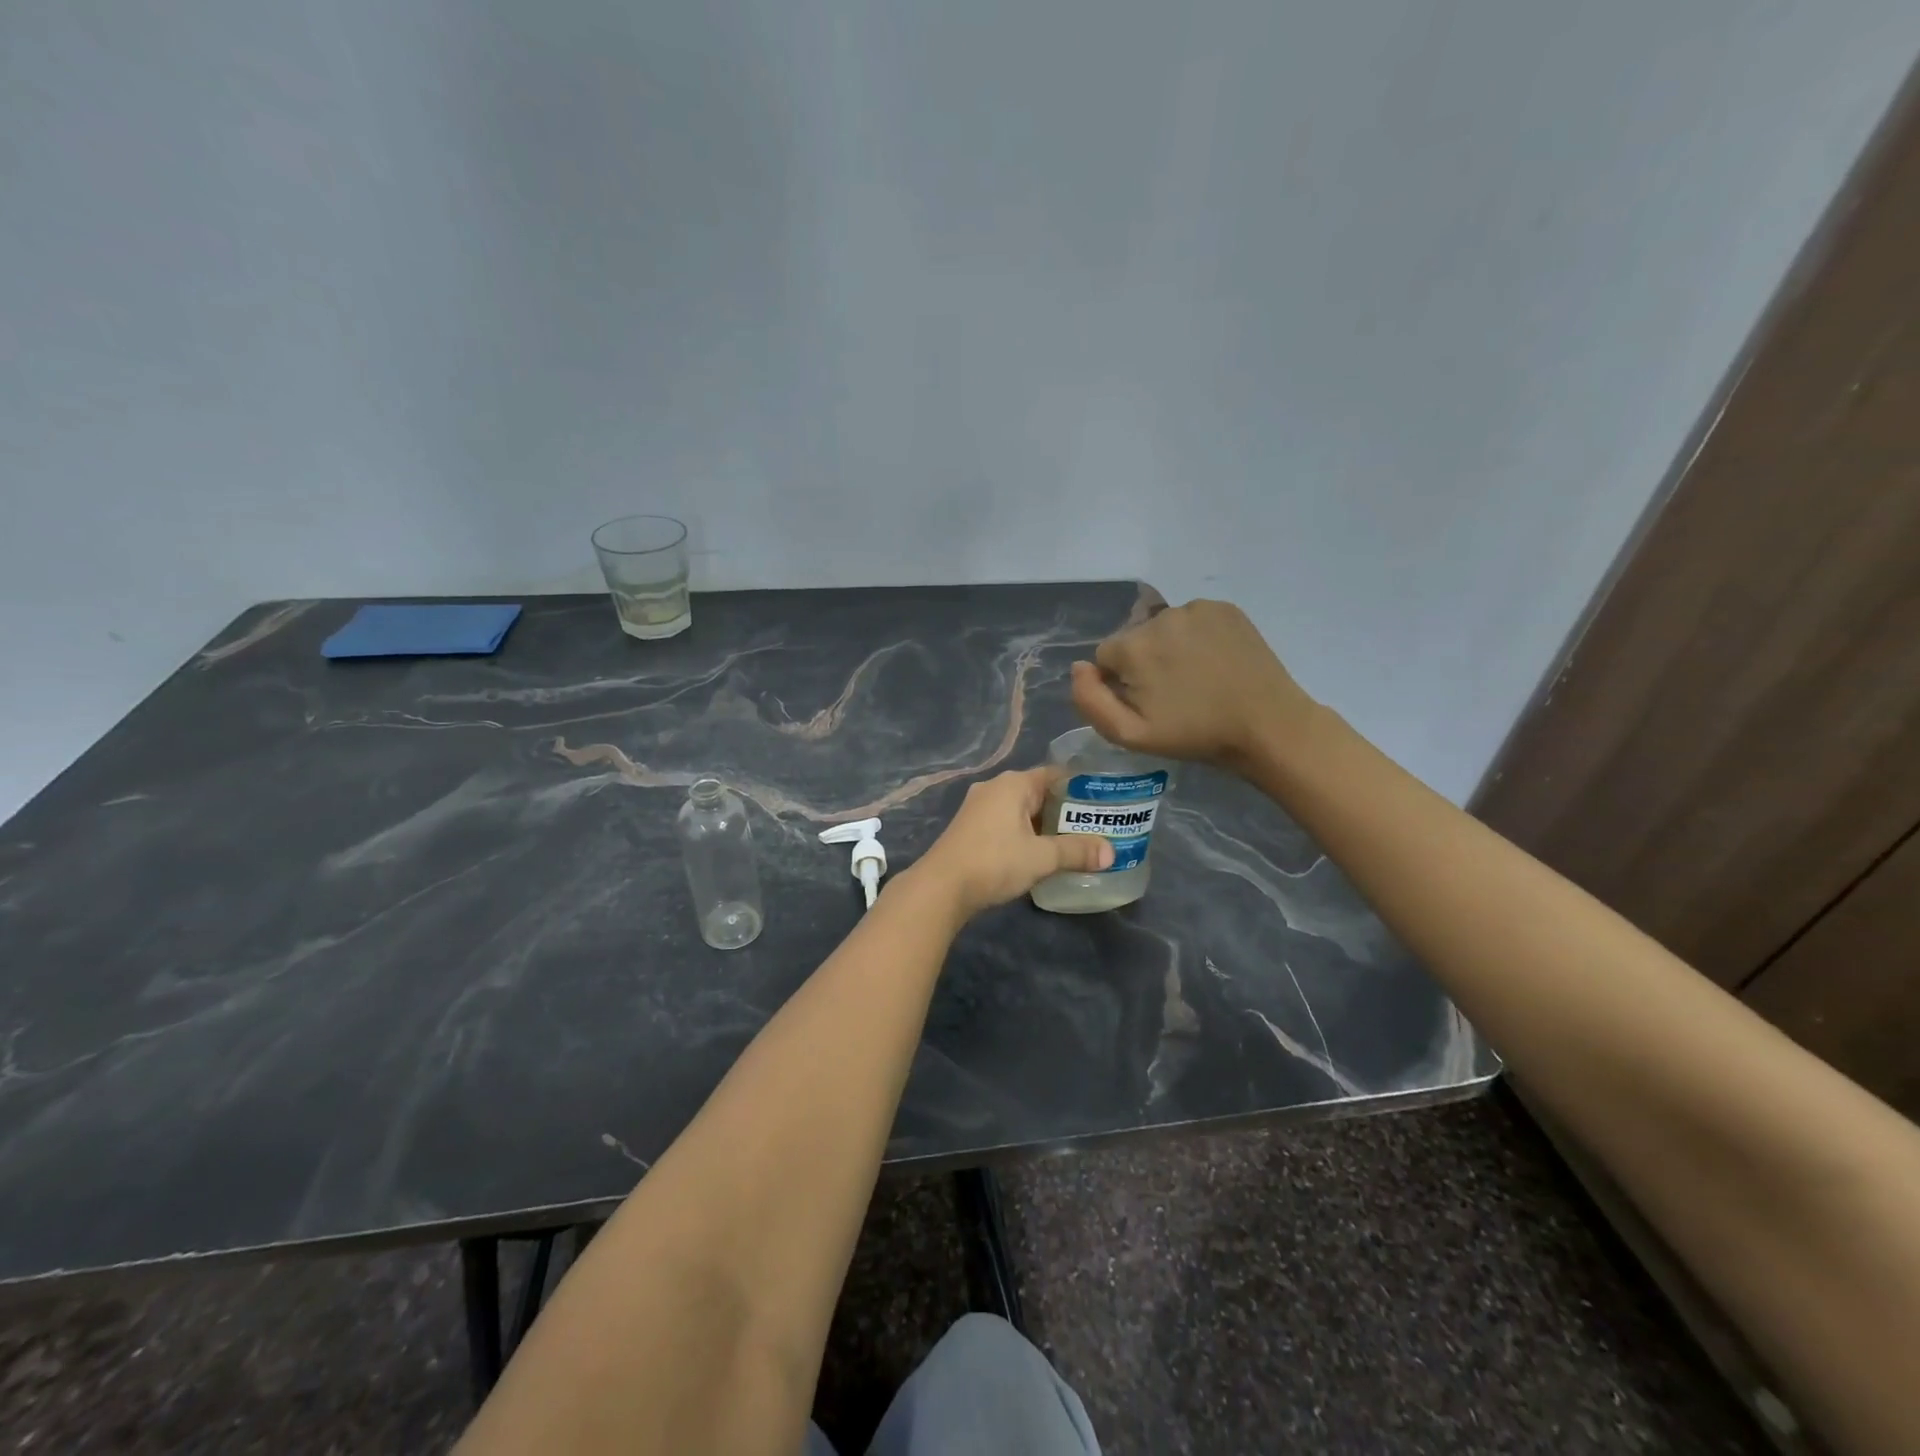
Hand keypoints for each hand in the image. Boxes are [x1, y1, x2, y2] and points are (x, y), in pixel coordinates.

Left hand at [909, 767, 1112, 918]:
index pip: (1055, 774)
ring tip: (1072, 842)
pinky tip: (1038, 853)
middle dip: (1064, 809)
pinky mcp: (970, 828)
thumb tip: (1111, 853)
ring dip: (1043, 824)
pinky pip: (1006, 823)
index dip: (1081, 786)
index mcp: (1013, 784)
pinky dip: (1024, 833)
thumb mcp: (1041, 857)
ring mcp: (978, 807)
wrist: (941, 887)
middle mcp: (994, 788)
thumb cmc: (994, 862)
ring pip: (1021, 810)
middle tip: (1094, 826)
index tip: (1103, 801)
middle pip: (1038, 792)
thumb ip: (1077, 852)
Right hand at [1070, 599, 1313, 769]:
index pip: (1105, 656)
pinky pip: (1193, 620)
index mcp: (1133, 646)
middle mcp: (1160, 616)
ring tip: (1197, 678)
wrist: (1266, 725)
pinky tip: (1215, 662)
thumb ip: (1090, 700)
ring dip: (1170, 648)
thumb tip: (1079, 667)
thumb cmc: (1194, 734)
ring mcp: (1195, 608)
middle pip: (1134, 639)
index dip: (1120, 682)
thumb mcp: (1130, 734)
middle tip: (1173, 694)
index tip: (1146, 703)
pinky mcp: (1224, 608)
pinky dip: (1196, 637)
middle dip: (1144, 663)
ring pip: (1163, 628)